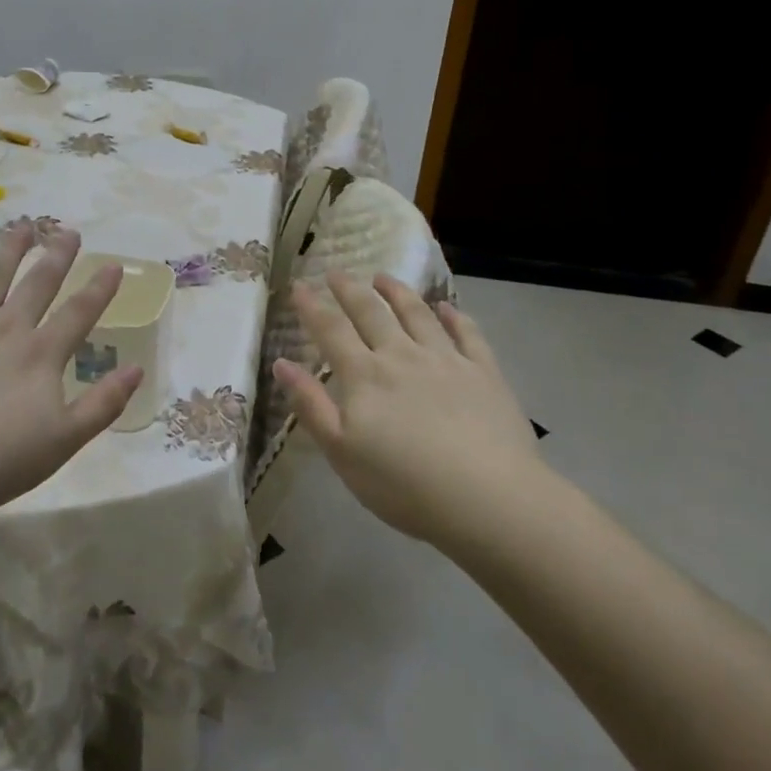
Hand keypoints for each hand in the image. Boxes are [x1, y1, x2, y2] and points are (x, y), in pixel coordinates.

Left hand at [0, 221, 142, 519]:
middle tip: (68, 232)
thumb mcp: (64, 441)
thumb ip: (104, 404)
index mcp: (40, 354)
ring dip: (8, 251)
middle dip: (57, 256)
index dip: (99, 288)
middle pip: (37, 283)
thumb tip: (137, 369)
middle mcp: (5, 328)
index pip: (78, 312)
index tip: (113, 264)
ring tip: (22, 227)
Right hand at [272, 270, 544, 543]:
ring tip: (384, 277)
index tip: (298, 284)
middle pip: (371, 312)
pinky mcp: (484, 373)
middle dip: (350, 290)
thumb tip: (281, 363)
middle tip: (337, 272)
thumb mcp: (341, 452)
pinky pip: (468, 334)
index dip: (311, 305)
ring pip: (417, 314)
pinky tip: (447, 308)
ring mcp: (446, 360)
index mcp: (364, 375)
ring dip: (397, 292)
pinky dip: (455, 317)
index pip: (331, 330)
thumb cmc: (404, 484)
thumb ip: (311, 405)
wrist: (489, 499)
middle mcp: (402, 355)